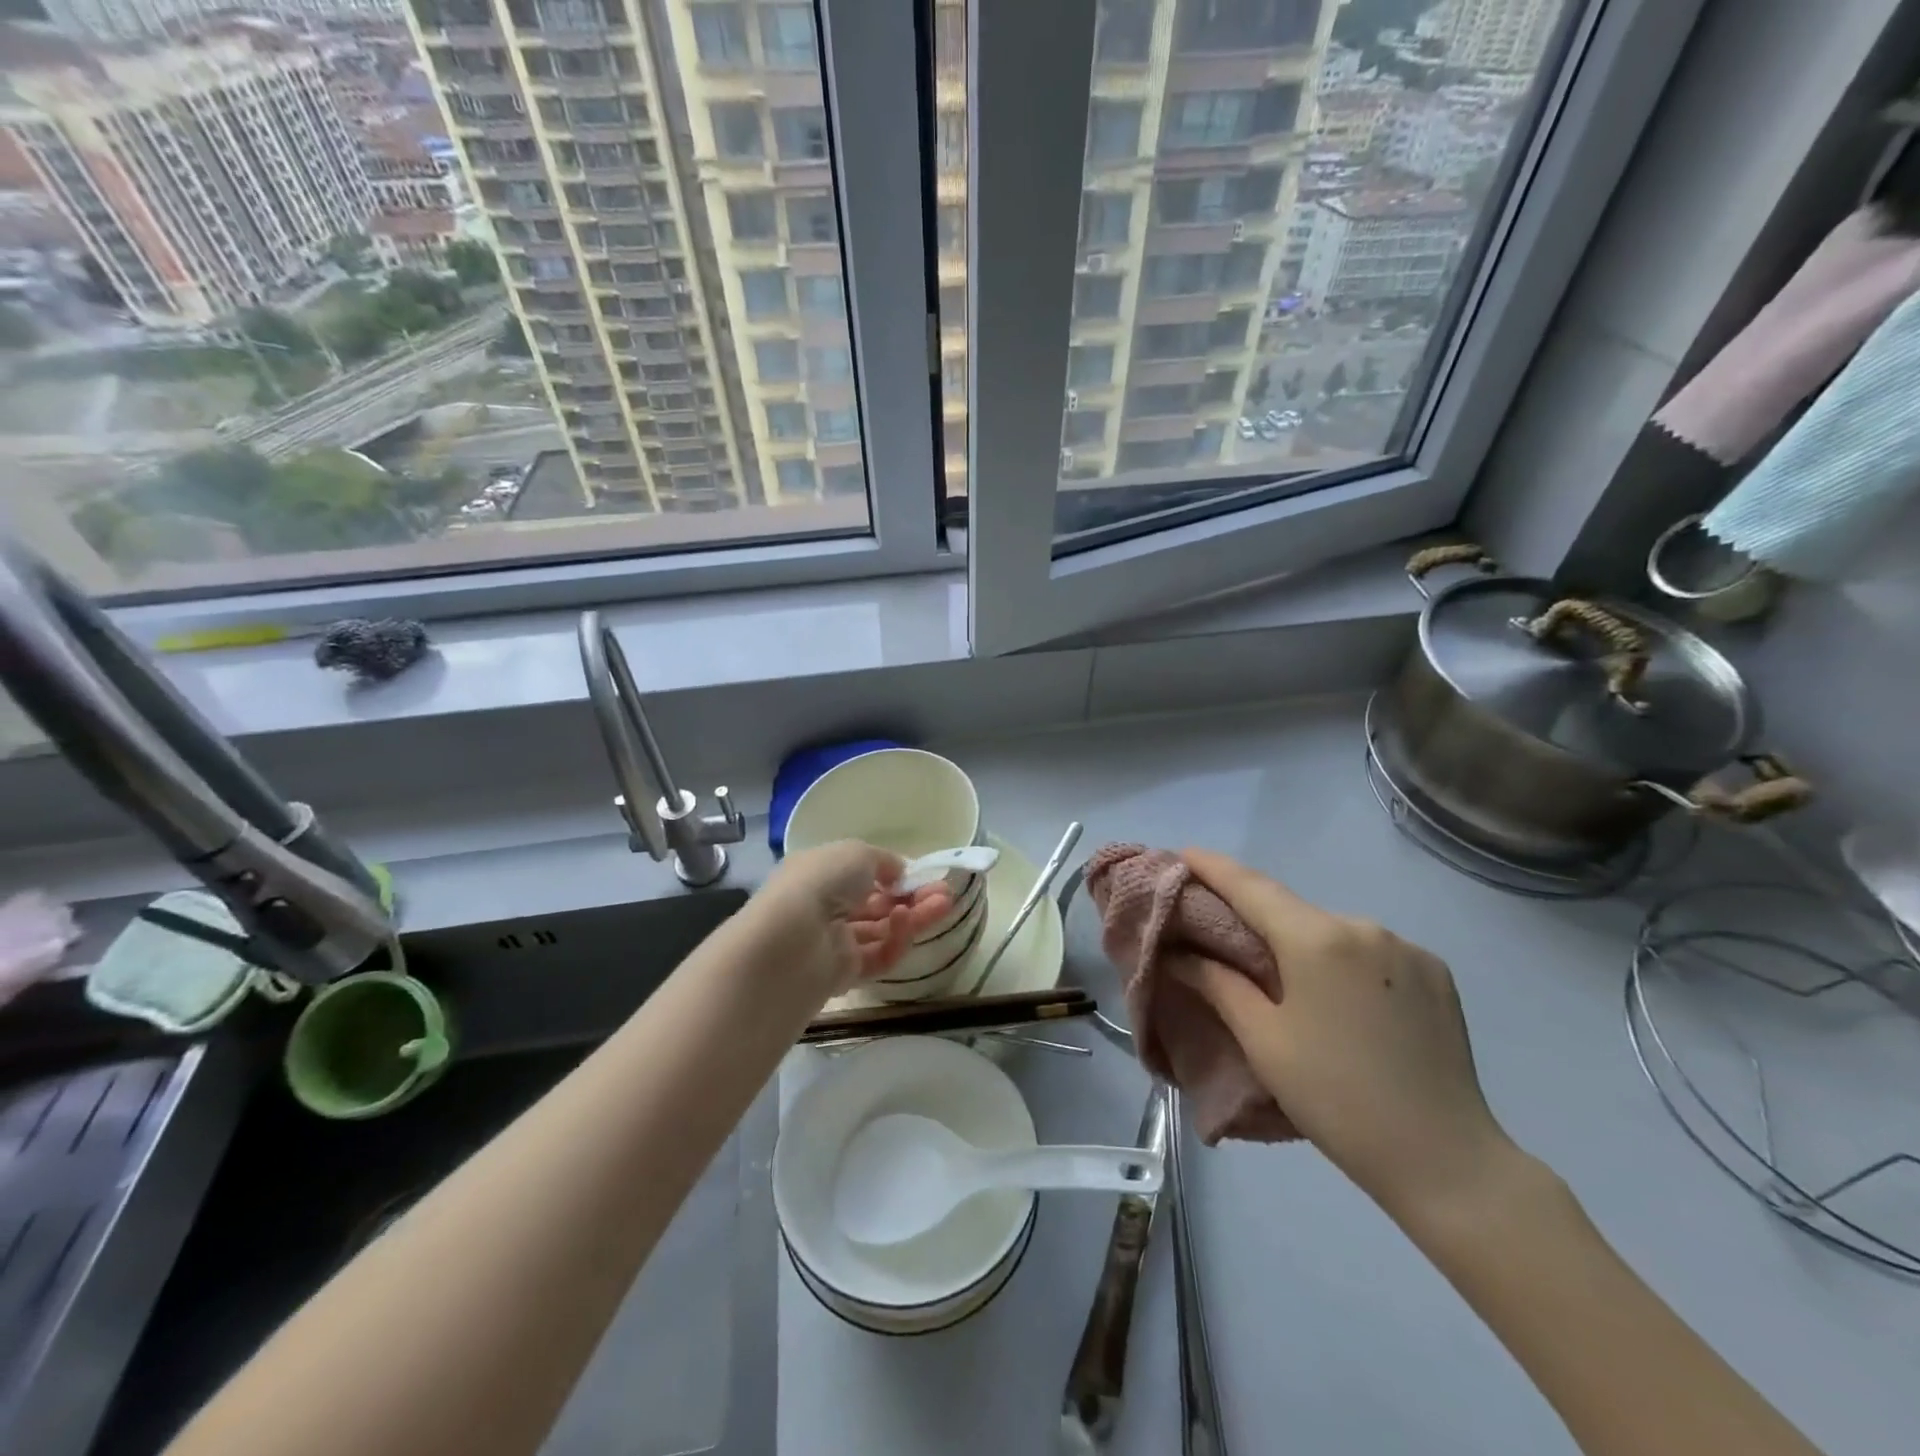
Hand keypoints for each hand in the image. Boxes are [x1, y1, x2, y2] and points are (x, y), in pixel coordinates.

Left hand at [752, 841, 953, 999]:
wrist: (788, 943)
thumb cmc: (819, 883)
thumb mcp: (856, 853)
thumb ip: (884, 861)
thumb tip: (899, 875)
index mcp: (819, 873)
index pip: (861, 874)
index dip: (893, 874)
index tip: (923, 875)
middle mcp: (825, 907)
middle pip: (876, 904)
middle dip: (912, 897)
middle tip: (945, 894)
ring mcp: (834, 943)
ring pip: (881, 930)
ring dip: (913, 917)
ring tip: (943, 905)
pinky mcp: (843, 975)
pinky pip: (877, 957)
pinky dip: (895, 940)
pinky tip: (907, 923)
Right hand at [1179, 848, 1517, 1222]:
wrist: (1446, 1161)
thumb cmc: (1336, 1098)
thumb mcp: (1263, 1041)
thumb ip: (1218, 983)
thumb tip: (1180, 952)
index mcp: (1317, 939)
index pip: (1251, 886)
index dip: (1213, 867)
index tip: (1184, 853)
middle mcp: (1364, 927)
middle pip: (1293, 910)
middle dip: (1257, 917)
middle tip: (1225, 935)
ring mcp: (1406, 948)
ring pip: (1334, 932)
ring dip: (1304, 943)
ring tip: (1288, 980)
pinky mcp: (1436, 973)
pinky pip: (1372, 952)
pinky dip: (1345, 961)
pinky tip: (1342, 998)